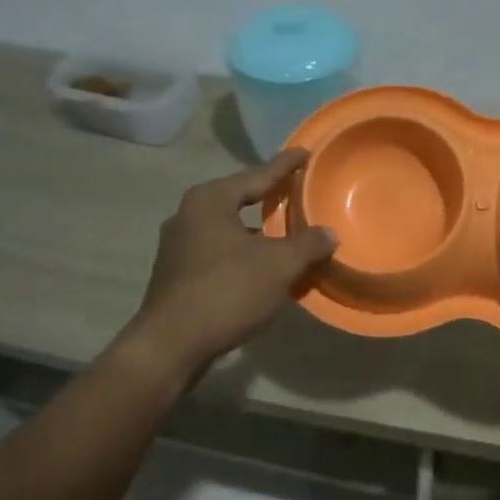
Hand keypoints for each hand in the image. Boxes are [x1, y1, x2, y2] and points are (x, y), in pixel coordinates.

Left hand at [124, 149, 337, 376]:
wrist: (170, 345)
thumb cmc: (226, 291)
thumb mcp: (278, 265)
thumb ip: (307, 244)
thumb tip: (329, 233)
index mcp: (210, 200)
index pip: (257, 175)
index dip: (285, 166)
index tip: (305, 153)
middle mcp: (188, 215)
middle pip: (239, 200)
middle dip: (269, 198)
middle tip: (297, 192)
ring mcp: (177, 246)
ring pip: (228, 230)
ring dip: (256, 232)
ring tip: (285, 235)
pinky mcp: (176, 275)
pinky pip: (218, 253)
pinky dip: (242, 255)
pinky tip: (261, 269)